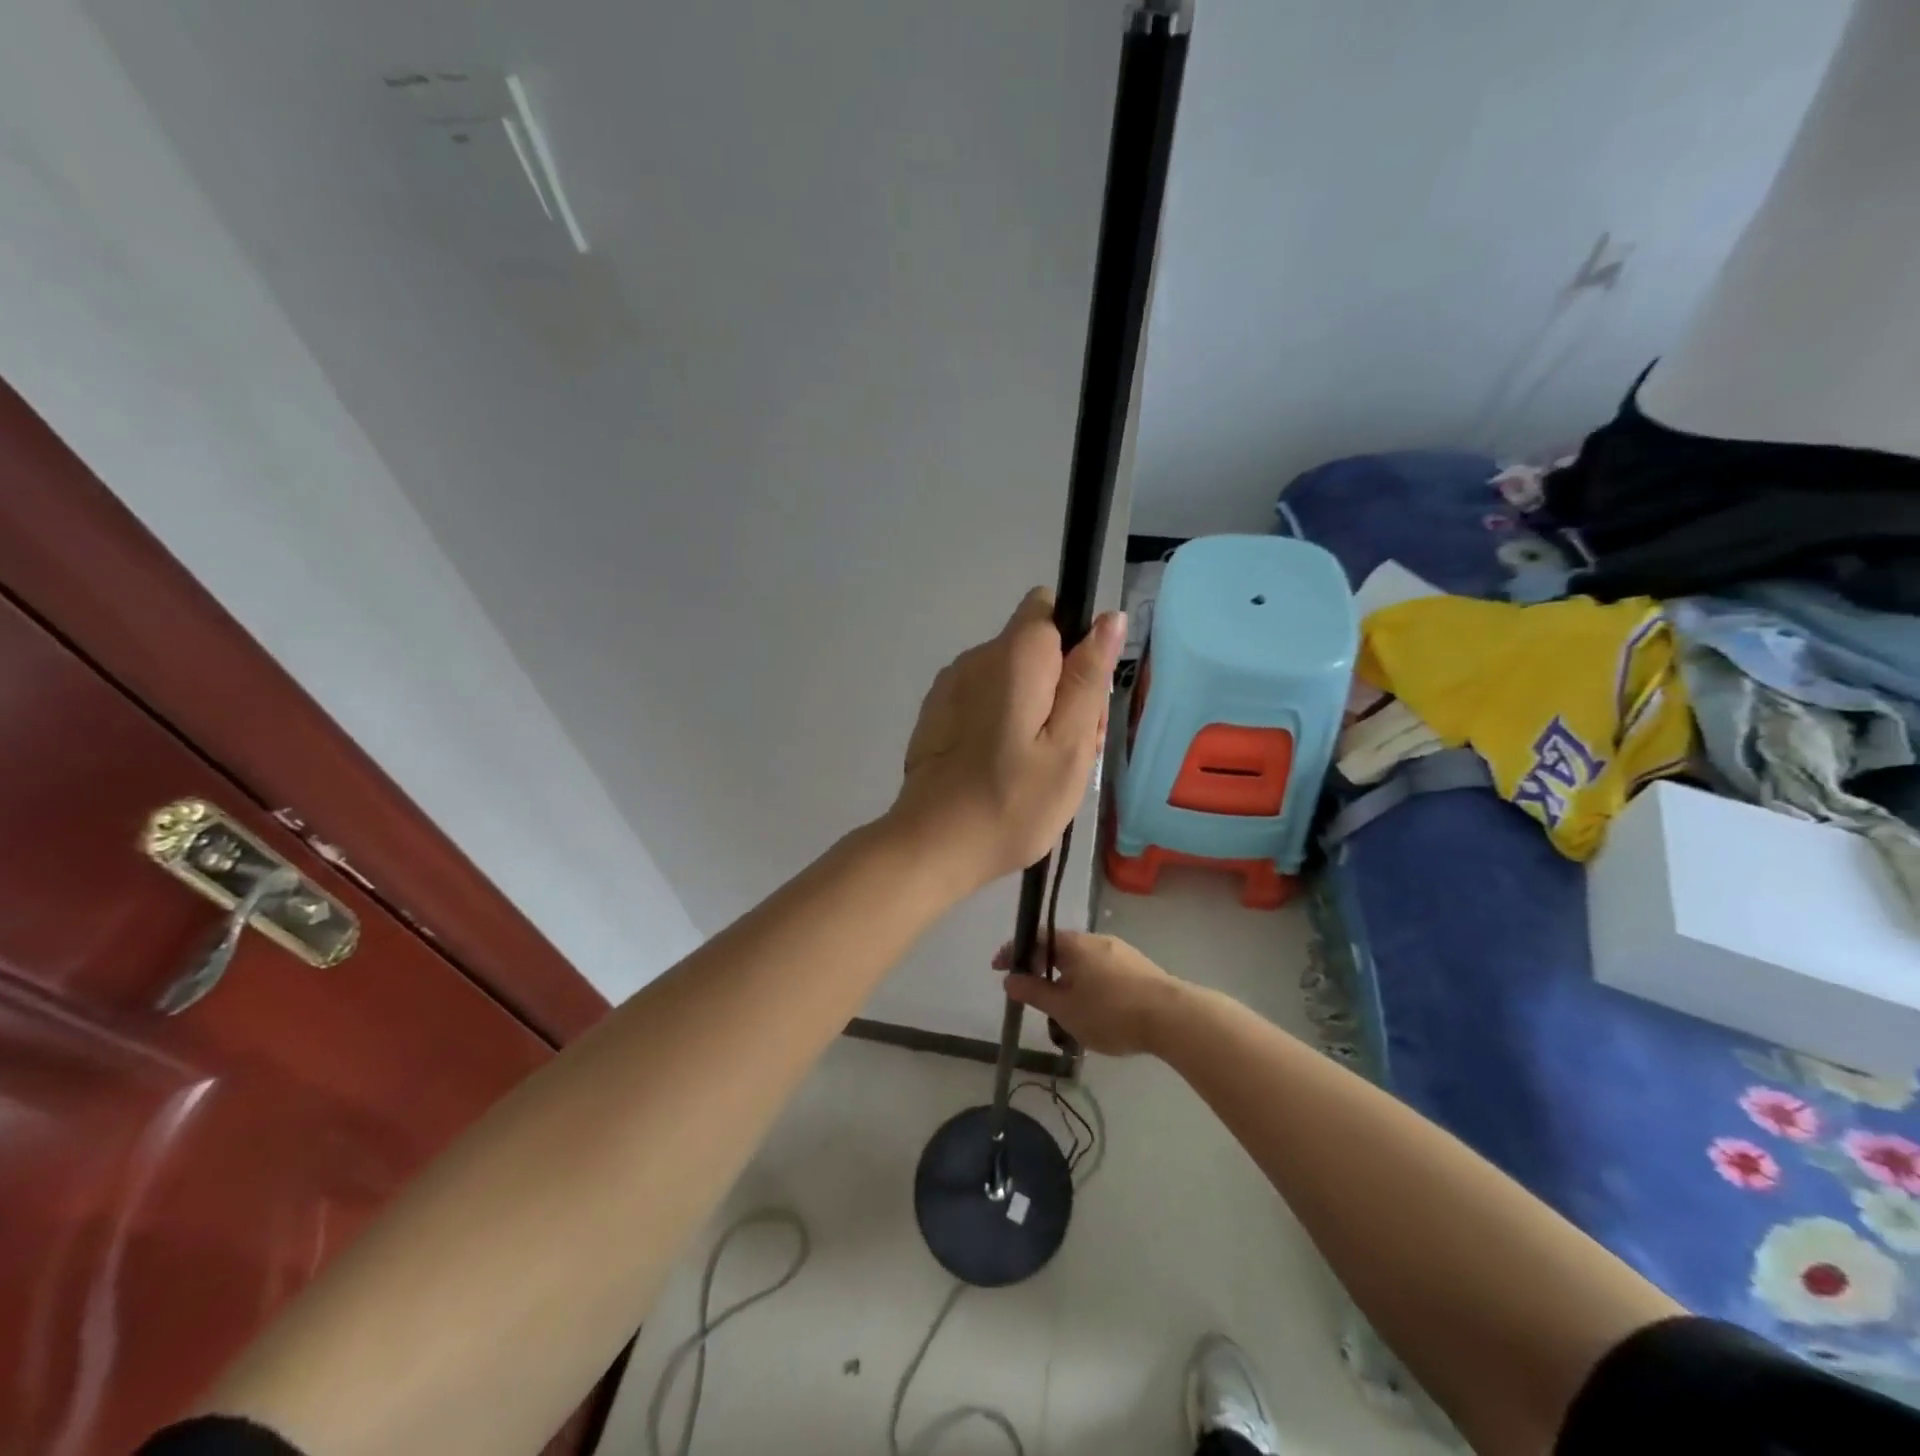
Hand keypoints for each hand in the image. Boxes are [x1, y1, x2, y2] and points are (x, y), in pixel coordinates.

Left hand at [888, 589, 1124, 892]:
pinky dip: (1001, 725)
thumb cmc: (1013, 802)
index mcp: (1012, 656)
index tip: (1081, 700)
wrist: (932, 847)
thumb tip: (1108, 618)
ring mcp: (950, 686)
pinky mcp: (936, 714)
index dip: (1075, 646)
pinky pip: (984, 701)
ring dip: (1033, 711)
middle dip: (1060, 688)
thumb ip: (1088, 678)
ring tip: (1036, 769)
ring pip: (1011, 679)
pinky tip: (1002, 770)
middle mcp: (975, 657)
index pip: (1049, 610)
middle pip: (1035, 650)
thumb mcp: (1070, 745)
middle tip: (1066, 752)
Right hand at [993, 931, 1182, 1056]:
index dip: (1014, 951)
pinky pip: (1102, 970)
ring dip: (1066, 978)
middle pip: (1059, 948)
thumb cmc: (1110, 1012)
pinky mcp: (1138, 967)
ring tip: (1063, 1008)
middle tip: (1031, 993)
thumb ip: (1034, 992)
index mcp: (1073, 944)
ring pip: (1082, 961)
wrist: (1172, 1017)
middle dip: (1041, 967)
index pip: (1035, 938)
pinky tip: (1094, 1009)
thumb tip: (1009, 978)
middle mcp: (1096, 939)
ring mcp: (1120, 951)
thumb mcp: (1064, 1009)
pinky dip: (1088, 983)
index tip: (999, 968)